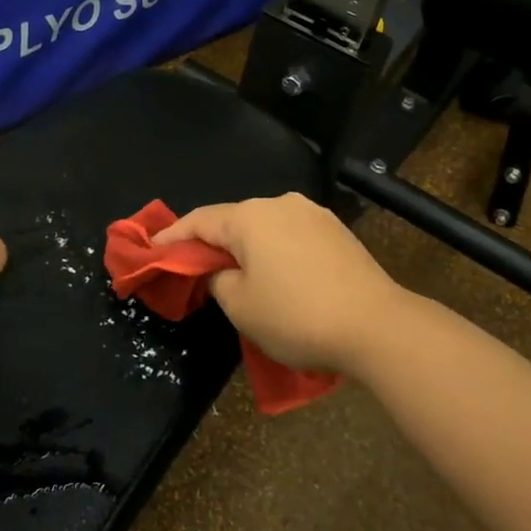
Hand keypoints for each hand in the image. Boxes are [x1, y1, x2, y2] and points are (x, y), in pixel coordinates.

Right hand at [153, 193, 404, 370]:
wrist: (378, 326)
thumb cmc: (297, 316)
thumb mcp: (241, 306)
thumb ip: (217, 279)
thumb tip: (221, 269)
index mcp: (250, 217)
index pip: (199, 220)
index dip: (172, 236)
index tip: (152, 248)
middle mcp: (280, 204)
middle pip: (234, 220)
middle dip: (213, 242)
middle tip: (196, 268)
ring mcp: (313, 214)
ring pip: (265, 227)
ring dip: (248, 248)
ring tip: (240, 275)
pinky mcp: (338, 231)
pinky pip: (292, 236)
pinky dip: (277, 252)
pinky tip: (280, 276)